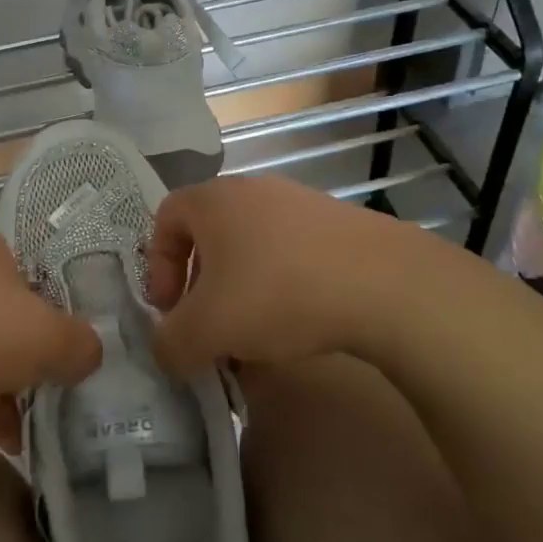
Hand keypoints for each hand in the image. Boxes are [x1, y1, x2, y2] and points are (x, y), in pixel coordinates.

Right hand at [146, 175, 436, 376]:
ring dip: (241, 291)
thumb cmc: (277, 293)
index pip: (166, 218)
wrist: (384, 284)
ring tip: (254, 335)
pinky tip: (298, 324)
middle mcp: (252, 190)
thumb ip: (171, 343)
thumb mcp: (208, 330)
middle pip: (209, 235)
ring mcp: (300, 203)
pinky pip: (292, 254)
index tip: (170, 308)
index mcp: (213, 200)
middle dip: (201, 285)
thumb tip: (167, 351)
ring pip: (252, 248)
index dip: (158, 265)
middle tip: (209, 327)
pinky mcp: (338, 224)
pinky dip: (282, 287)